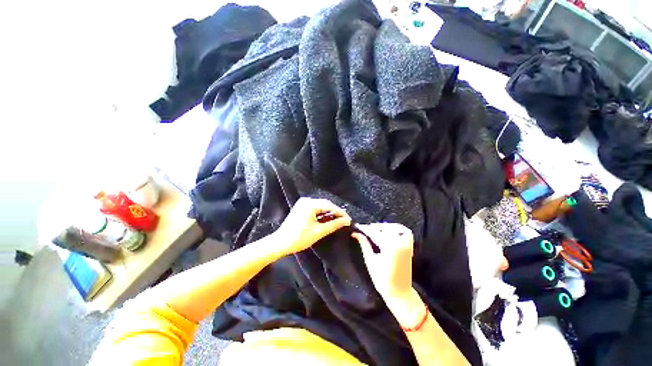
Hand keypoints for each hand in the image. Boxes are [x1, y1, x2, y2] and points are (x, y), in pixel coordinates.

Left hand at [273, 197, 350, 256]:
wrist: (281, 243)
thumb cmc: (299, 238)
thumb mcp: (319, 231)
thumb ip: (334, 224)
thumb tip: (347, 221)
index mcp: (310, 204)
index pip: (329, 206)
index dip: (340, 213)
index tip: (349, 220)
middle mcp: (306, 200)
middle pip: (325, 205)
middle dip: (335, 212)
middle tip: (344, 221)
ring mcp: (303, 203)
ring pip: (320, 207)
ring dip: (329, 213)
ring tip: (338, 221)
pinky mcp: (301, 208)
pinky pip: (315, 209)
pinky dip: (321, 214)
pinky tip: (327, 220)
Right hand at [351, 223, 413, 303]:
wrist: (399, 292)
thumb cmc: (382, 279)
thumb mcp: (370, 260)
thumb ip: (364, 244)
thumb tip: (355, 233)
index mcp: (389, 246)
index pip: (374, 232)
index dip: (365, 229)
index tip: (357, 226)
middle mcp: (399, 242)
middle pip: (384, 228)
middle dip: (373, 228)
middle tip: (364, 230)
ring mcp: (406, 244)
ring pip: (394, 228)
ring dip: (384, 227)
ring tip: (375, 230)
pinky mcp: (410, 246)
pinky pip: (405, 232)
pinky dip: (397, 228)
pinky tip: (389, 230)